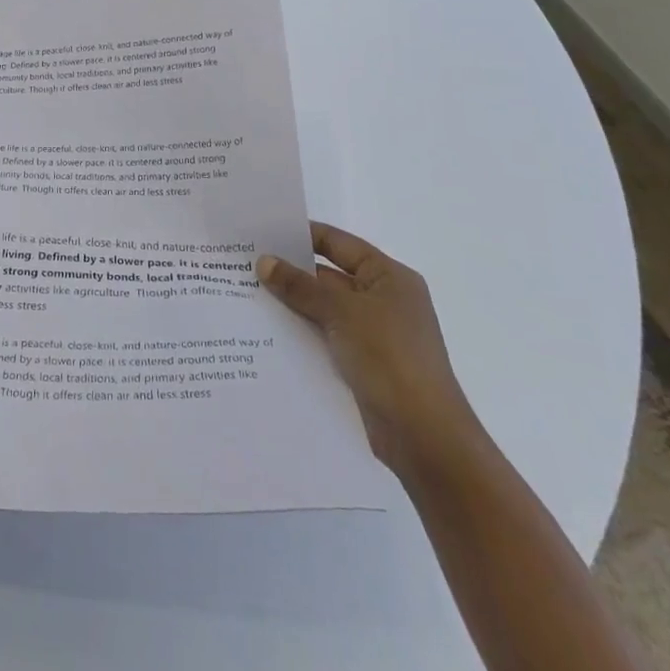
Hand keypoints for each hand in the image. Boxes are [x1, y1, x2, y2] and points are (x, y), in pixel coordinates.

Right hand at [258, 223, 483, 478]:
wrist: (425, 438)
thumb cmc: (390, 358)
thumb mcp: (341, 312)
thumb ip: (300, 286)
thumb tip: (264, 261)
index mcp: (389, 277)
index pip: (338, 243)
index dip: (302, 235)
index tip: (263, 232)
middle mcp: (384, 300)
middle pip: (329, 276)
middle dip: (290, 272)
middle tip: (244, 263)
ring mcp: (375, 334)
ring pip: (324, 309)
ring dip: (293, 305)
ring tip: (246, 294)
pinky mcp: (365, 365)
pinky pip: (326, 337)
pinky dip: (302, 332)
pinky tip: (268, 332)